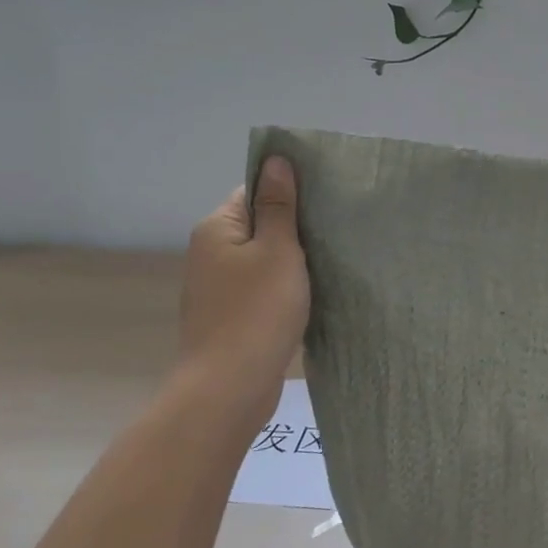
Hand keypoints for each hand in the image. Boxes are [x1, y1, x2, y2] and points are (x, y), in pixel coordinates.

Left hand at [176, 157, 309, 427]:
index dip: (289, 191)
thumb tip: (275, 160)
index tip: (326, 198)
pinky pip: (262, 288)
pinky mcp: (230, 316)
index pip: (254, 191)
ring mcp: (218, 288)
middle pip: (259, 225)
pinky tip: (312, 292)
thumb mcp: (278, 250)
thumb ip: (279, 206)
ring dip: (292, 259)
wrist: (229, 387)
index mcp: (218, 229)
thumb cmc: (257, 311)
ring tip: (331, 259)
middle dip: (295, 226)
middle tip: (336, 228)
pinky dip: (285, 286)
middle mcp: (211, 253)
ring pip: (263, 259)